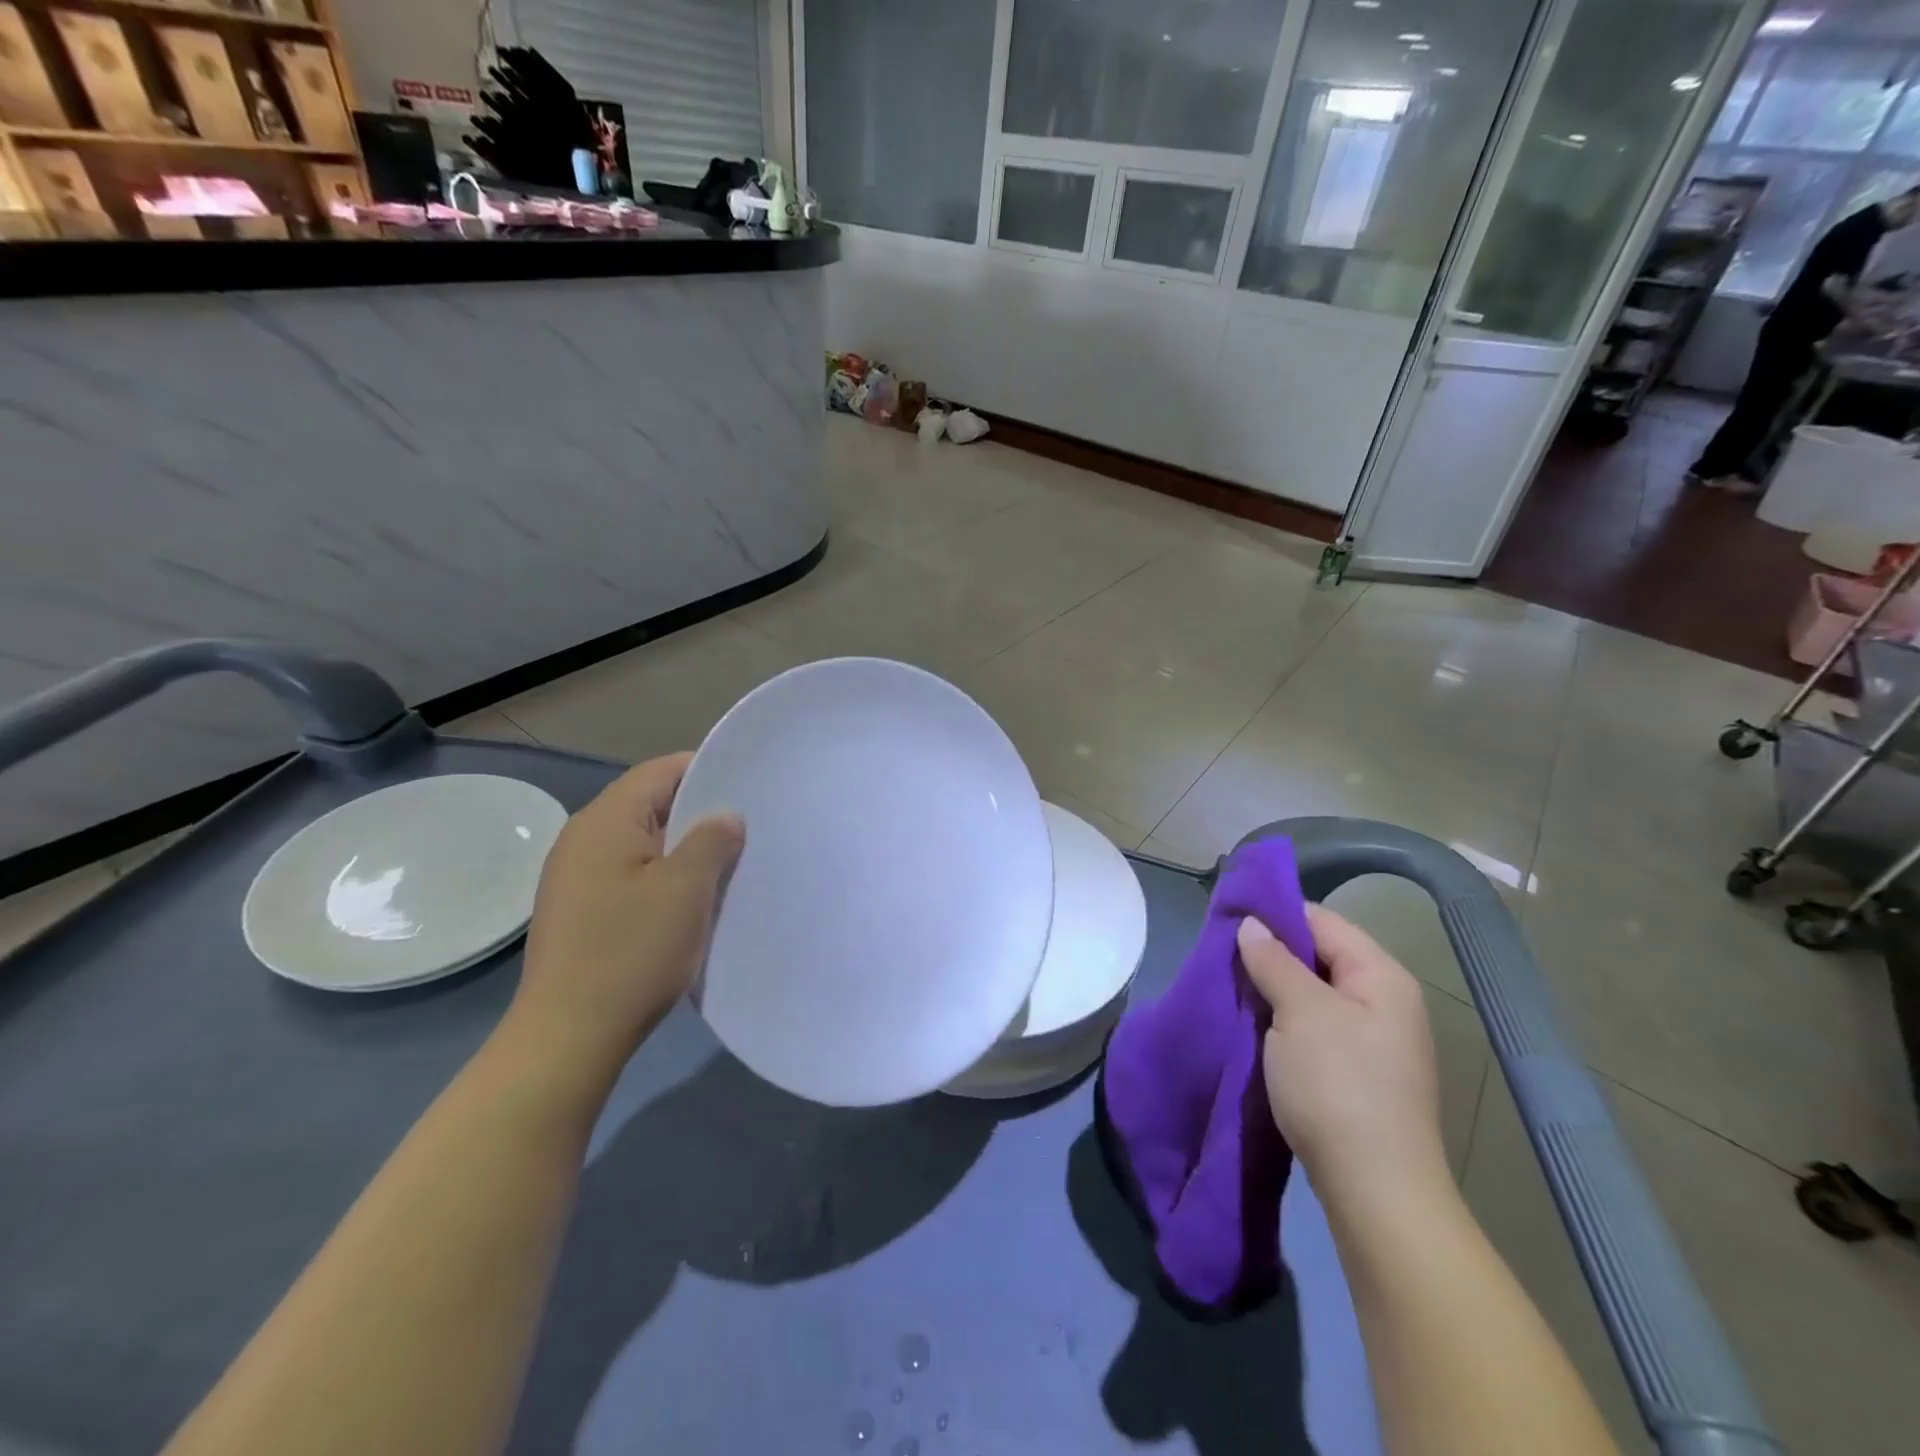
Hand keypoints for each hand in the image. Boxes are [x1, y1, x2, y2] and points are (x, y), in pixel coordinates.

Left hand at [510, 753, 743, 1073]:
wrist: (568, 1037)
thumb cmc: (631, 952)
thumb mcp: (685, 889)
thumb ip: (711, 839)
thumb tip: (725, 815)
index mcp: (605, 821)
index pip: (660, 771)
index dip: (707, 769)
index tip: (749, 784)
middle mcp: (583, 838)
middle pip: (650, 804)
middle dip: (699, 811)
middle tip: (748, 825)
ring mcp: (575, 876)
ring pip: (642, 842)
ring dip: (683, 847)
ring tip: (727, 862)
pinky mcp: (579, 909)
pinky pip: (630, 873)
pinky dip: (663, 875)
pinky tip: (690, 900)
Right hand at [1238, 906, 1449, 1213]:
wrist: (1375, 1191)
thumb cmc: (1338, 1086)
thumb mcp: (1299, 1011)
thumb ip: (1273, 961)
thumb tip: (1252, 925)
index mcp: (1381, 977)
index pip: (1323, 921)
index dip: (1276, 913)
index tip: (1228, 917)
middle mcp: (1385, 1002)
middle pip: (1319, 956)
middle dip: (1270, 953)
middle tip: (1222, 955)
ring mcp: (1373, 1041)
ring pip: (1313, 994)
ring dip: (1273, 990)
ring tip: (1230, 987)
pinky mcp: (1357, 1074)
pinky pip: (1314, 1027)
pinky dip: (1283, 1021)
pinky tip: (1253, 1026)